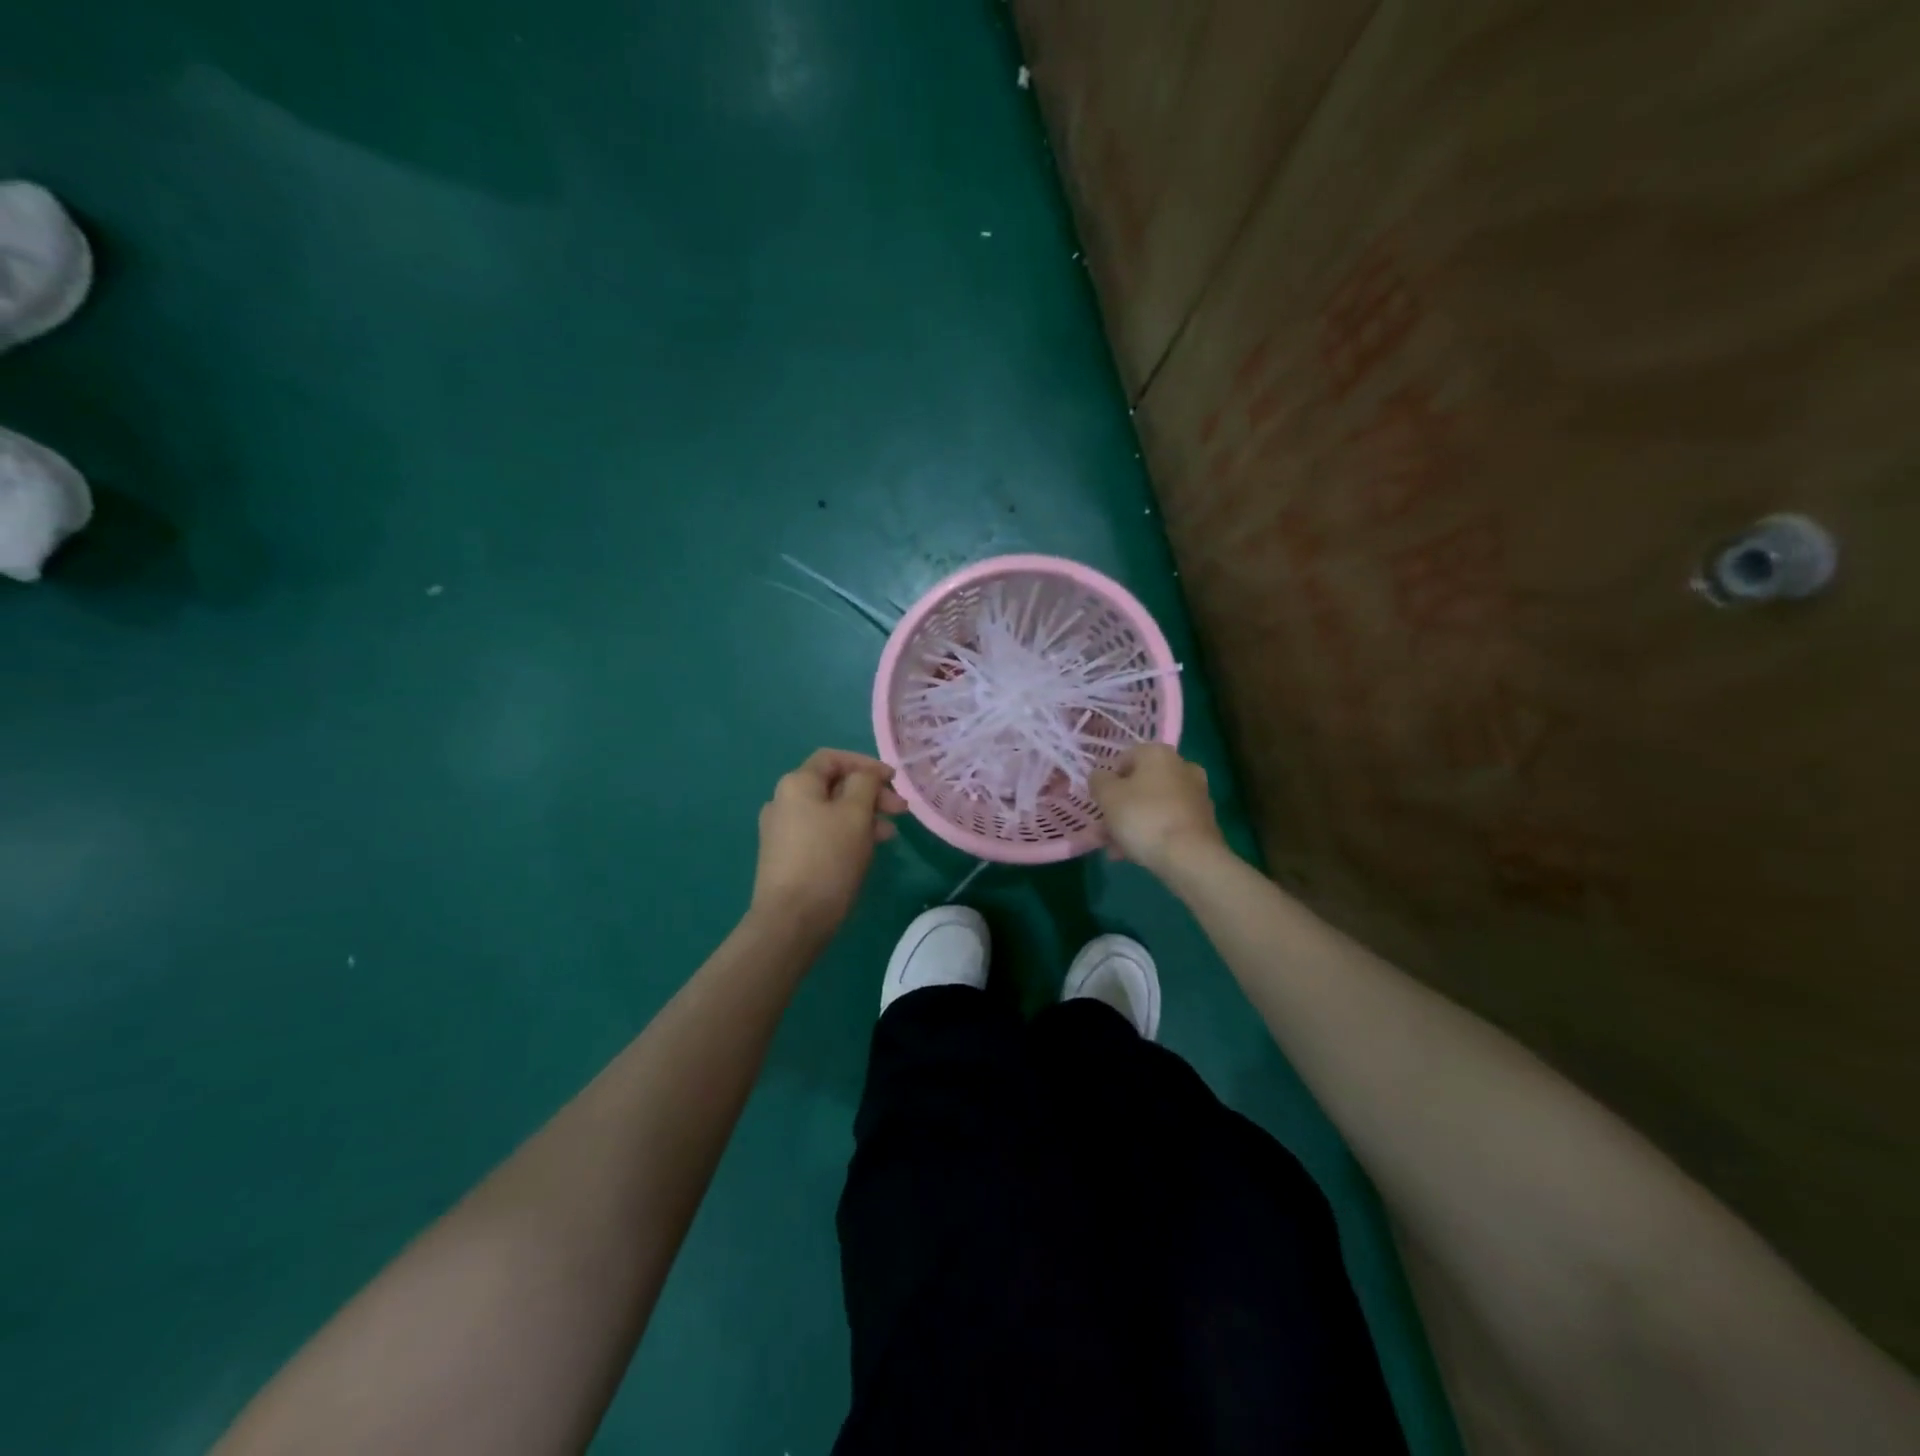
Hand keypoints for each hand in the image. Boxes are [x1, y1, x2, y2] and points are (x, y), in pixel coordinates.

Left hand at [750, 748, 907, 933]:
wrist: (790, 921)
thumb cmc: (827, 860)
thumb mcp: (855, 814)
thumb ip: (864, 784)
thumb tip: (864, 776)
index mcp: (796, 784)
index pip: (833, 758)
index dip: (866, 763)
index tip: (894, 780)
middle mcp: (783, 802)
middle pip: (833, 786)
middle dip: (870, 794)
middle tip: (900, 811)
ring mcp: (782, 832)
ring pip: (830, 812)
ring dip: (862, 817)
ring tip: (889, 836)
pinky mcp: (786, 858)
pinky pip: (821, 834)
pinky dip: (846, 835)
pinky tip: (866, 852)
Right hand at [1090, 743, 1224, 878]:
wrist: (1190, 857)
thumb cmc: (1143, 817)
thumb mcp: (1107, 796)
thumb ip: (1098, 781)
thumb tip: (1100, 776)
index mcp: (1158, 753)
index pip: (1123, 759)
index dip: (1106, 781)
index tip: (1098, 803)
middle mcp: (1181, 767)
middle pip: (1139, 785)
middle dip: (1118, 808)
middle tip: (1101, 831)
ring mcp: (1196, 795)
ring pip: (1152, 807)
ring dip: (1131, 824)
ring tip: (1113, 850)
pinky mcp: (1203, 821)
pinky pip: (1167, 823)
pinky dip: (1151, 834)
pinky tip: (1134, 855)